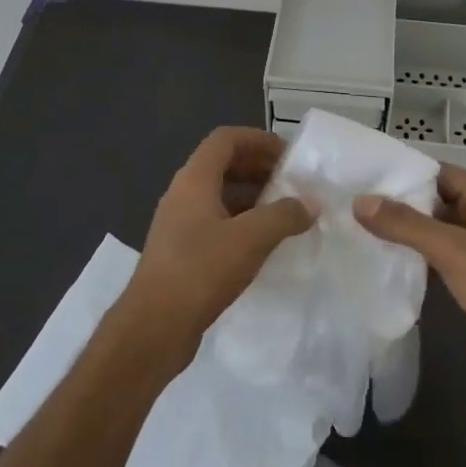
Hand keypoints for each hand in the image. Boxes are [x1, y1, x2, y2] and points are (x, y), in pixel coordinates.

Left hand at [124, 127, 315, 350]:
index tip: (289, 155)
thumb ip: (284, 216)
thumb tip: (311, 203)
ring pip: (220, 196)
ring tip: (285, 212)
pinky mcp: (181, 252)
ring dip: (252, 197)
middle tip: (292, 183)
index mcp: (194, 179)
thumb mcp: (251, 239)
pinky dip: (241, 223)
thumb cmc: (200, 271)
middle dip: (259, 168)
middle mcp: (183, 194)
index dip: (258, 139)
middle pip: (223, 165)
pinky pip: (215, 222)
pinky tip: (264, 244)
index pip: (226, 139)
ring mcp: (179, 224)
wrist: (153, 327)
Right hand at [354, 165, 465, 390]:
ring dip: (408, 230)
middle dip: (402, 202)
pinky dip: (419, 254)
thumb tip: (359, 202)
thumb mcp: (450, 248)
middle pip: (438, 198)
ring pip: (438, 228)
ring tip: (365, 228)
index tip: (366, 176)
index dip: (406, 172)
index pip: (441, 172)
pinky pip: (442, 254)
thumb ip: (404, 224)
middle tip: (358, 203)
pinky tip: (390, 259)